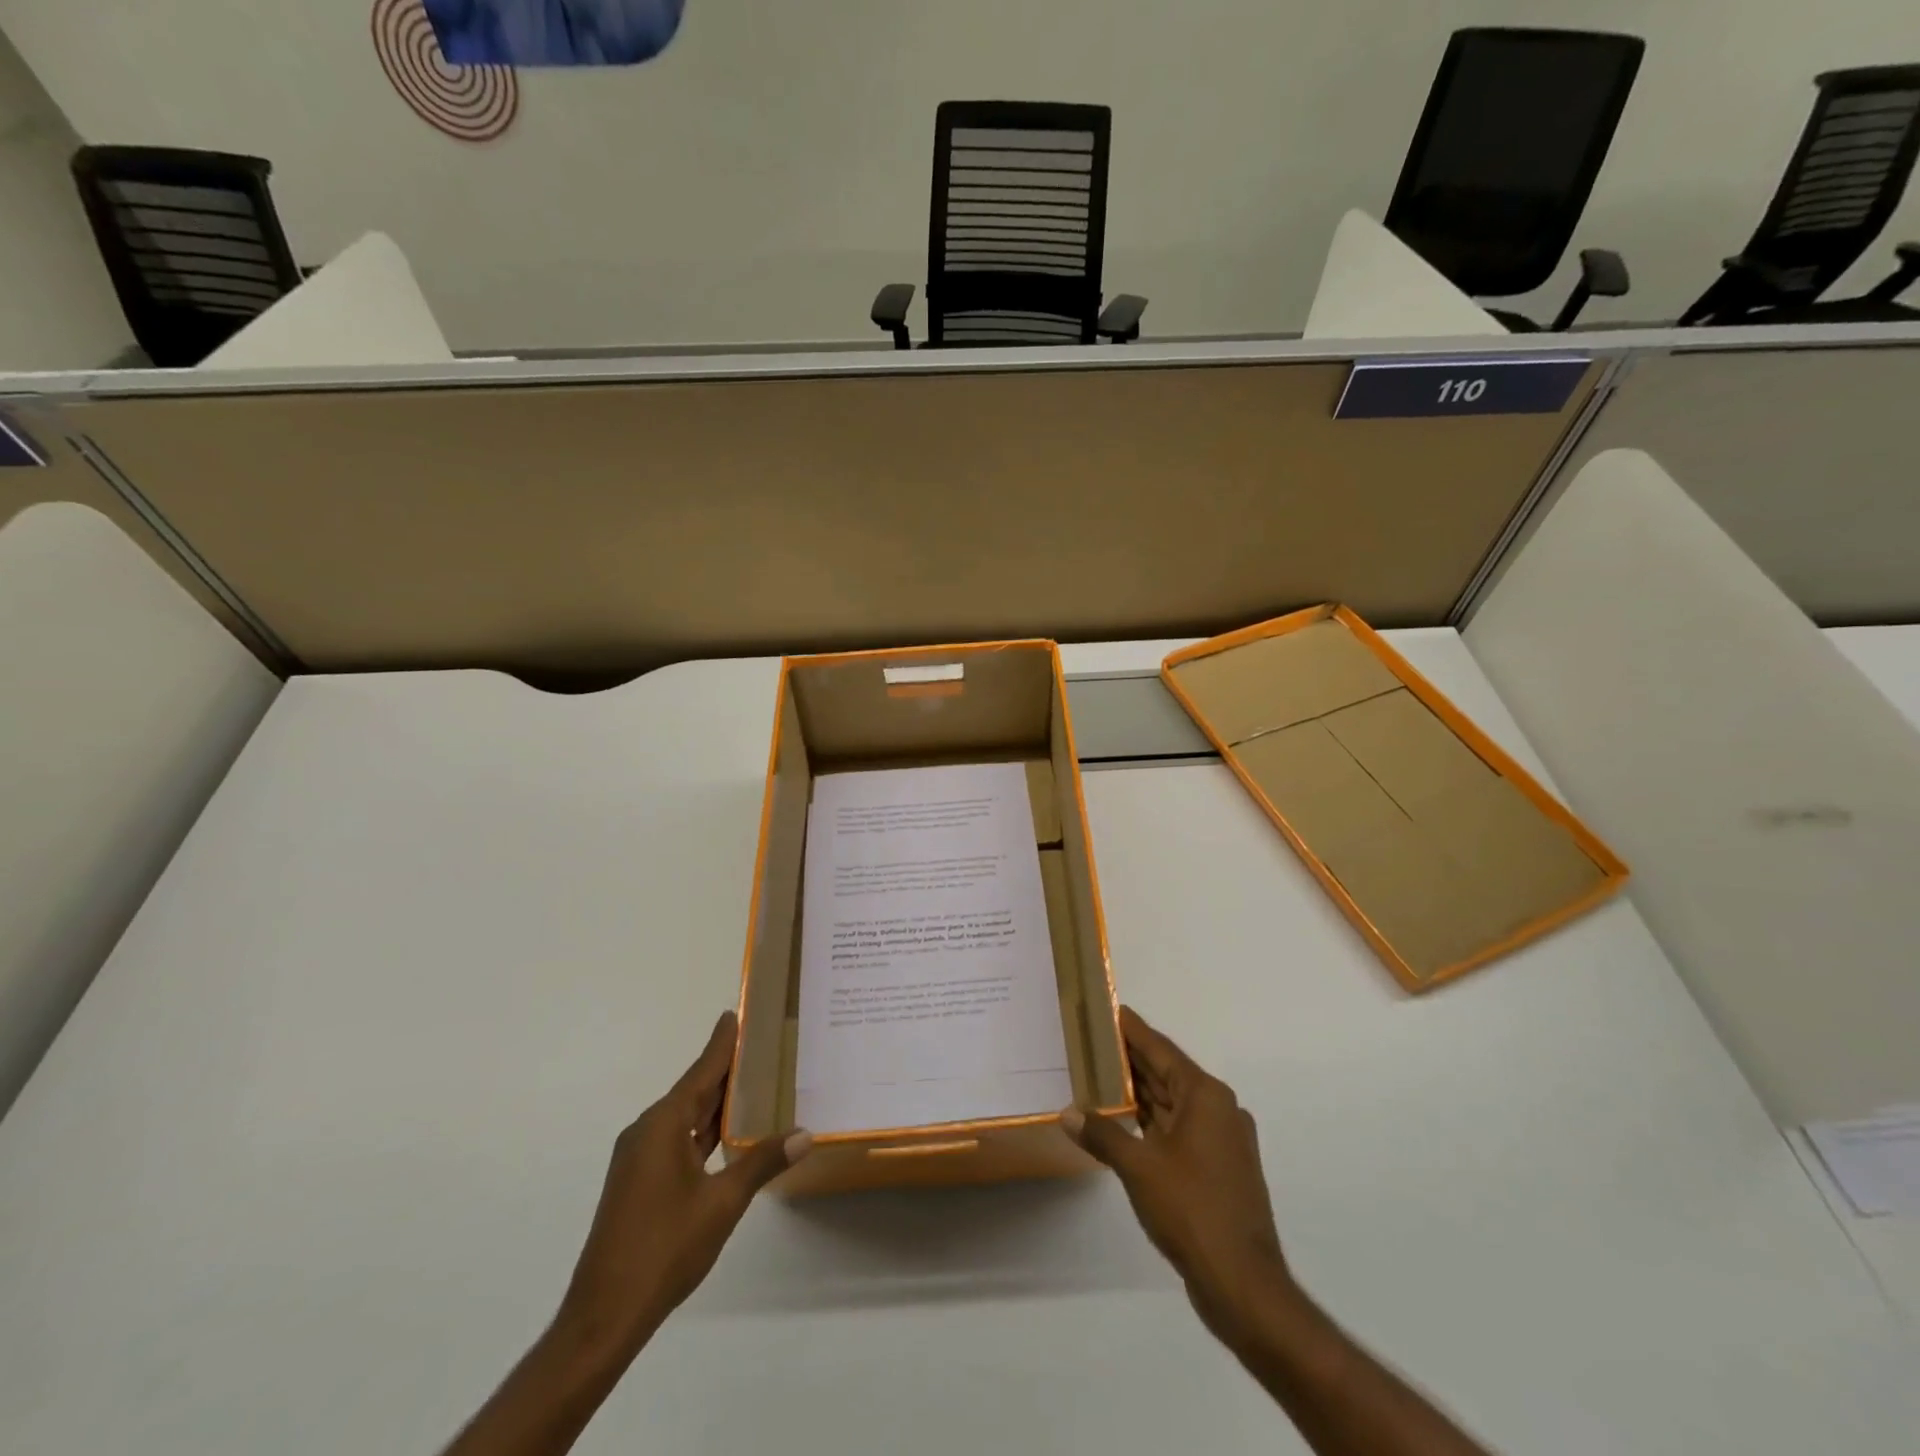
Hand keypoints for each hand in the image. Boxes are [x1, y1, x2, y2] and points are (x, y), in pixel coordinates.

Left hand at [555, 1011, 810, 1358]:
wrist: (604, 1315)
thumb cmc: (664, 1248)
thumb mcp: (722, 1203)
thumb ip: (762, 1163)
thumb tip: (804, 1134)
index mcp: (663, 1125)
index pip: (701, 1072)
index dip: (722, 1044)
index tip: (735, 1014)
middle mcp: (647, 1131)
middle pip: (693, 1090)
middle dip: (725, 1070)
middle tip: (760, 1046)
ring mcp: (639, 1158)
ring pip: (685, 1117)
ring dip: (716, 1103)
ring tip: (753, 1083)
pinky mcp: (637, 1181)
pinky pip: (676, 1139)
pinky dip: (703, 1129)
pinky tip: (726, 1133)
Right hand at [1062, 1006, 1286, 1336]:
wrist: (1243, 1282)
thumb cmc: (1191, 1209)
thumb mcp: (1139, 1167)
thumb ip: (1102, 1134)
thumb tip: (1068, 1113)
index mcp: (1205, 1096)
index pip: (1160, 1049)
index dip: (1132, 1030)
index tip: (1109, 1009)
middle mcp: (1218, 1109)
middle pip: (1167, 1073)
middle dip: (1131, 1060)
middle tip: (1093, 1041)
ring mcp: (1222, 1141)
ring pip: (1173, 1104)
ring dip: (1140, 1093)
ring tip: (1100, 1076)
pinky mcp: (1219, 1169)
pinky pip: (1179, 1130)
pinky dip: (1152, 1122)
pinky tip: (1124, 1123)